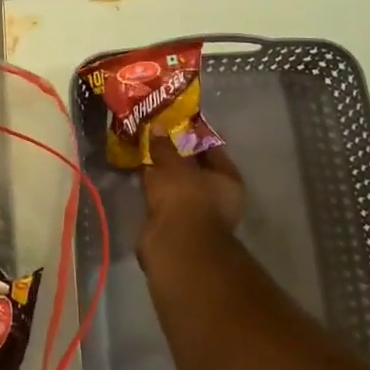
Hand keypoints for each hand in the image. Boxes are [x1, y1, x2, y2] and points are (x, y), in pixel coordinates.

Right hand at [139, 138, 244, 263]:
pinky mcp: (179, 230)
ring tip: (144, 157)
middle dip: (176, 157)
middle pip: (196, 170)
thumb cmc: (185, 197)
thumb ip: (165, 146)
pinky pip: (166, 202)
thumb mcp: (172, 164)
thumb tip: (158, 127)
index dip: (194, 135)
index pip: (212, 149)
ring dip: (164, 176)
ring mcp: (199, 216)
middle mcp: (220, 199)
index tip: (174, 124)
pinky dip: (155, 193)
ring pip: (179, 188)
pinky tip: (140, 181)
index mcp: (229, 180)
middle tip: (155, 139)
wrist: (175, 245)